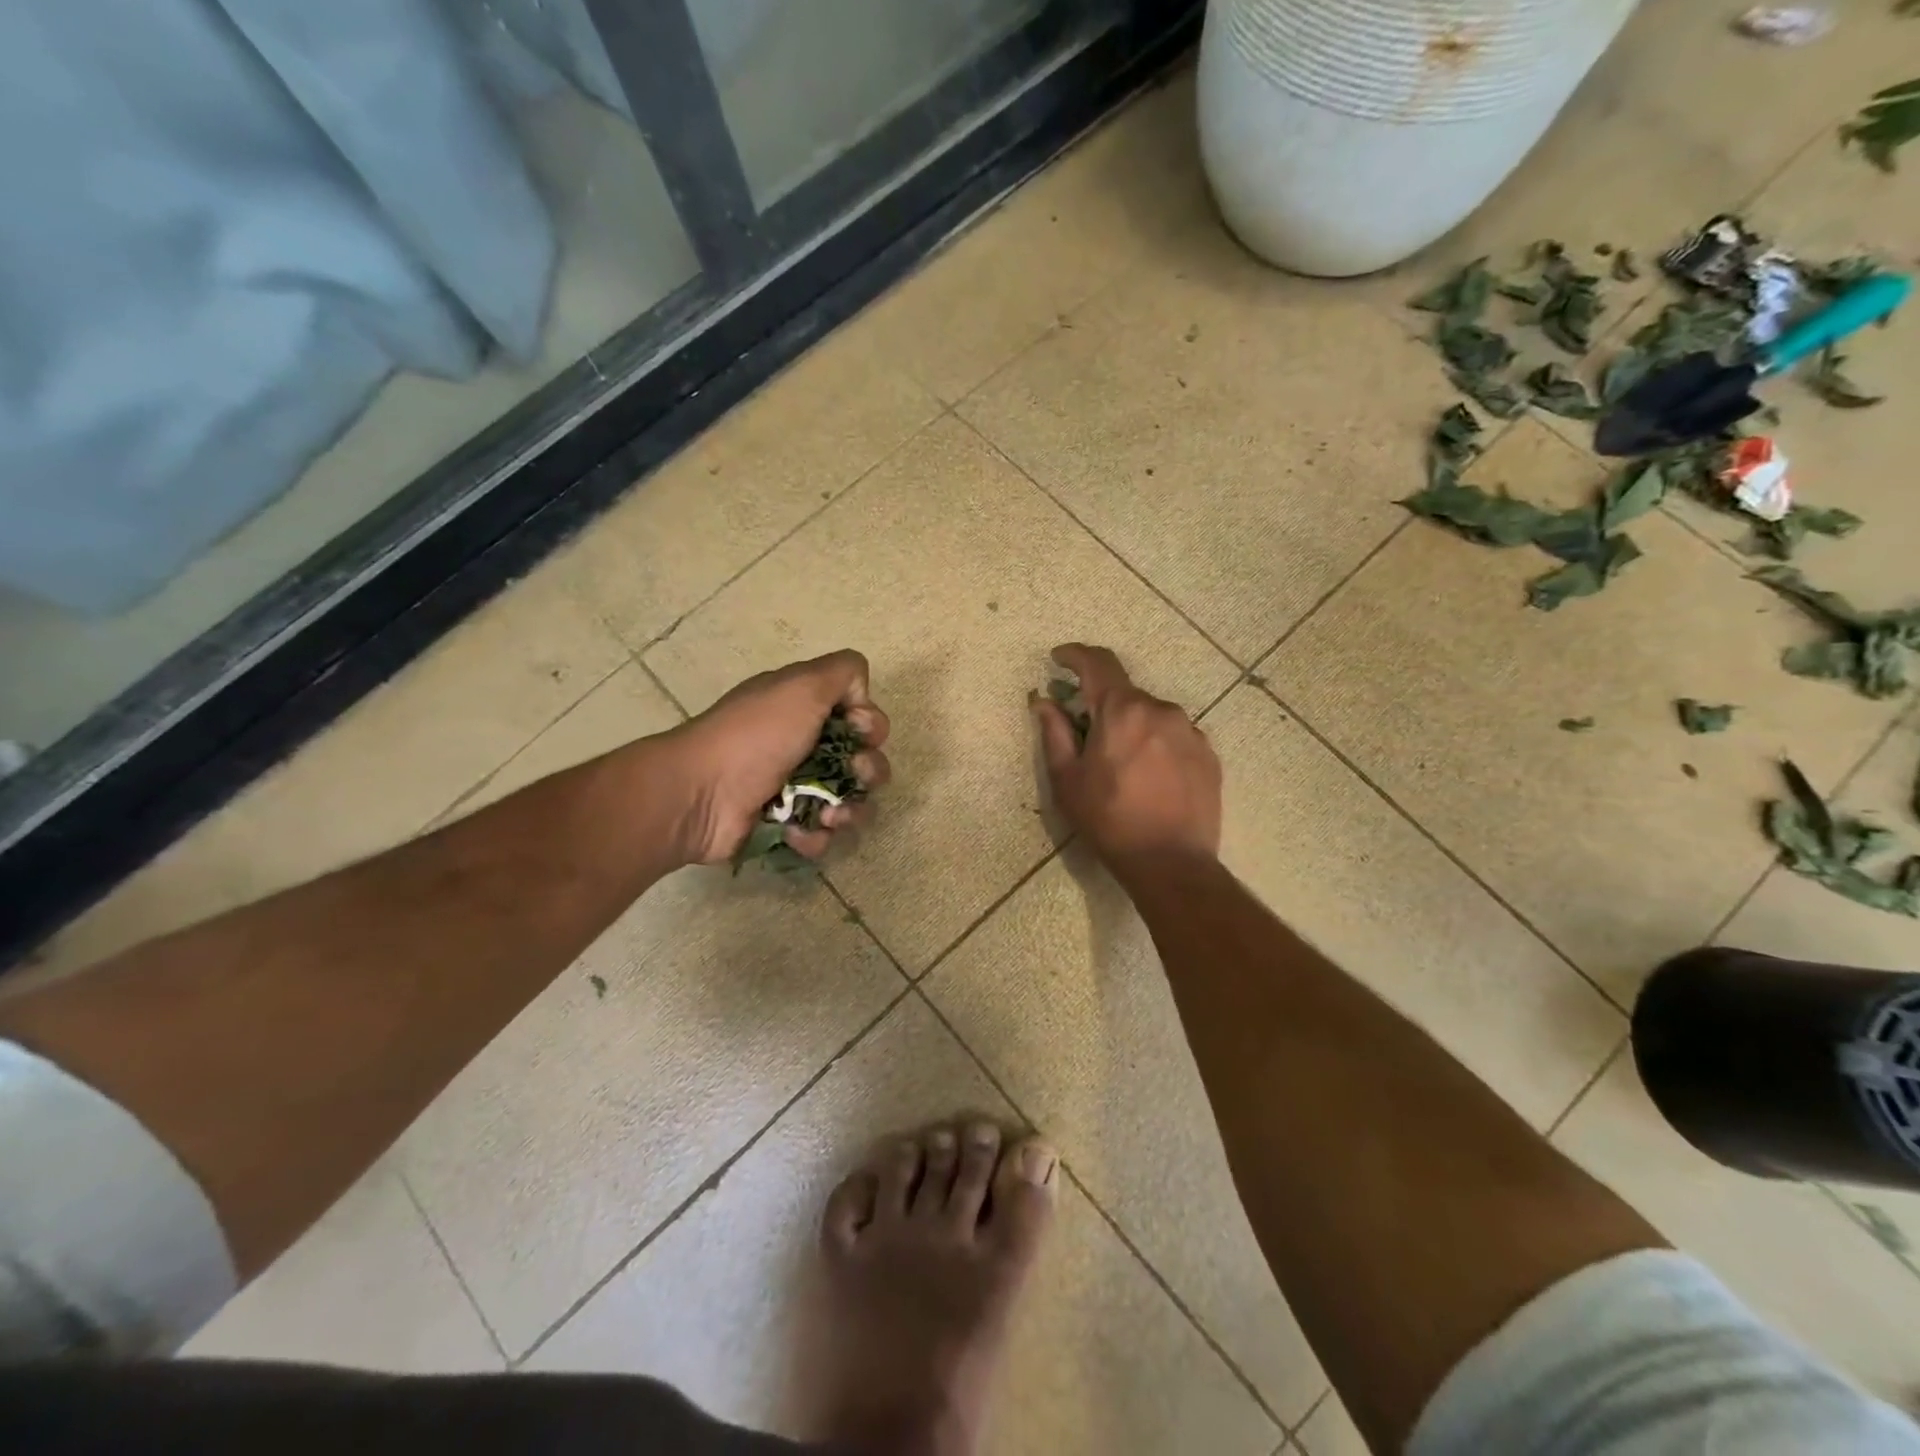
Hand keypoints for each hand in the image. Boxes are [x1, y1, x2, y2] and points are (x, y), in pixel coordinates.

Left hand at [665, 650, 890, 865]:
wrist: (700, 794)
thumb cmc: (755, 736)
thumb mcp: (802, 685)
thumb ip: (844, 672)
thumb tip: (861, 699)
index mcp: (805, 710)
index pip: (860, 717)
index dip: (870, 726)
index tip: (861, 732)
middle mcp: (803, 747)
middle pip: (862, 762)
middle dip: (868, 772)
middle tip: (853, 775)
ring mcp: (795, 790)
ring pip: (849, 803)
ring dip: (848, 811)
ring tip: (828, 815)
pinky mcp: (785, 827)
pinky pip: (821, 836)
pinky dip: (815, 836)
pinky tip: (796, 831)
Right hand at [1031, 644, 1220, 873]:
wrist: (1171, 863)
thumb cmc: (1109, 821)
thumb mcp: (1068, 780)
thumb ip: (1054, 733)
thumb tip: (1043, 702)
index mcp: (1122, 710)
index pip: (1097, 663)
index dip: (1074, 655)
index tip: (1058, 659)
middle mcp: (1160, 709)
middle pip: (1124, 694)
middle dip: (1101, 705)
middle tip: (1085, 735)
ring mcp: (1190, 731)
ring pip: (1151, 715)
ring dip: (1131, 726)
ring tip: (1121, 765)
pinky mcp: (1208, 754)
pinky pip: (1173, 736)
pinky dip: (1155, 743)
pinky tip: (1149, 776)